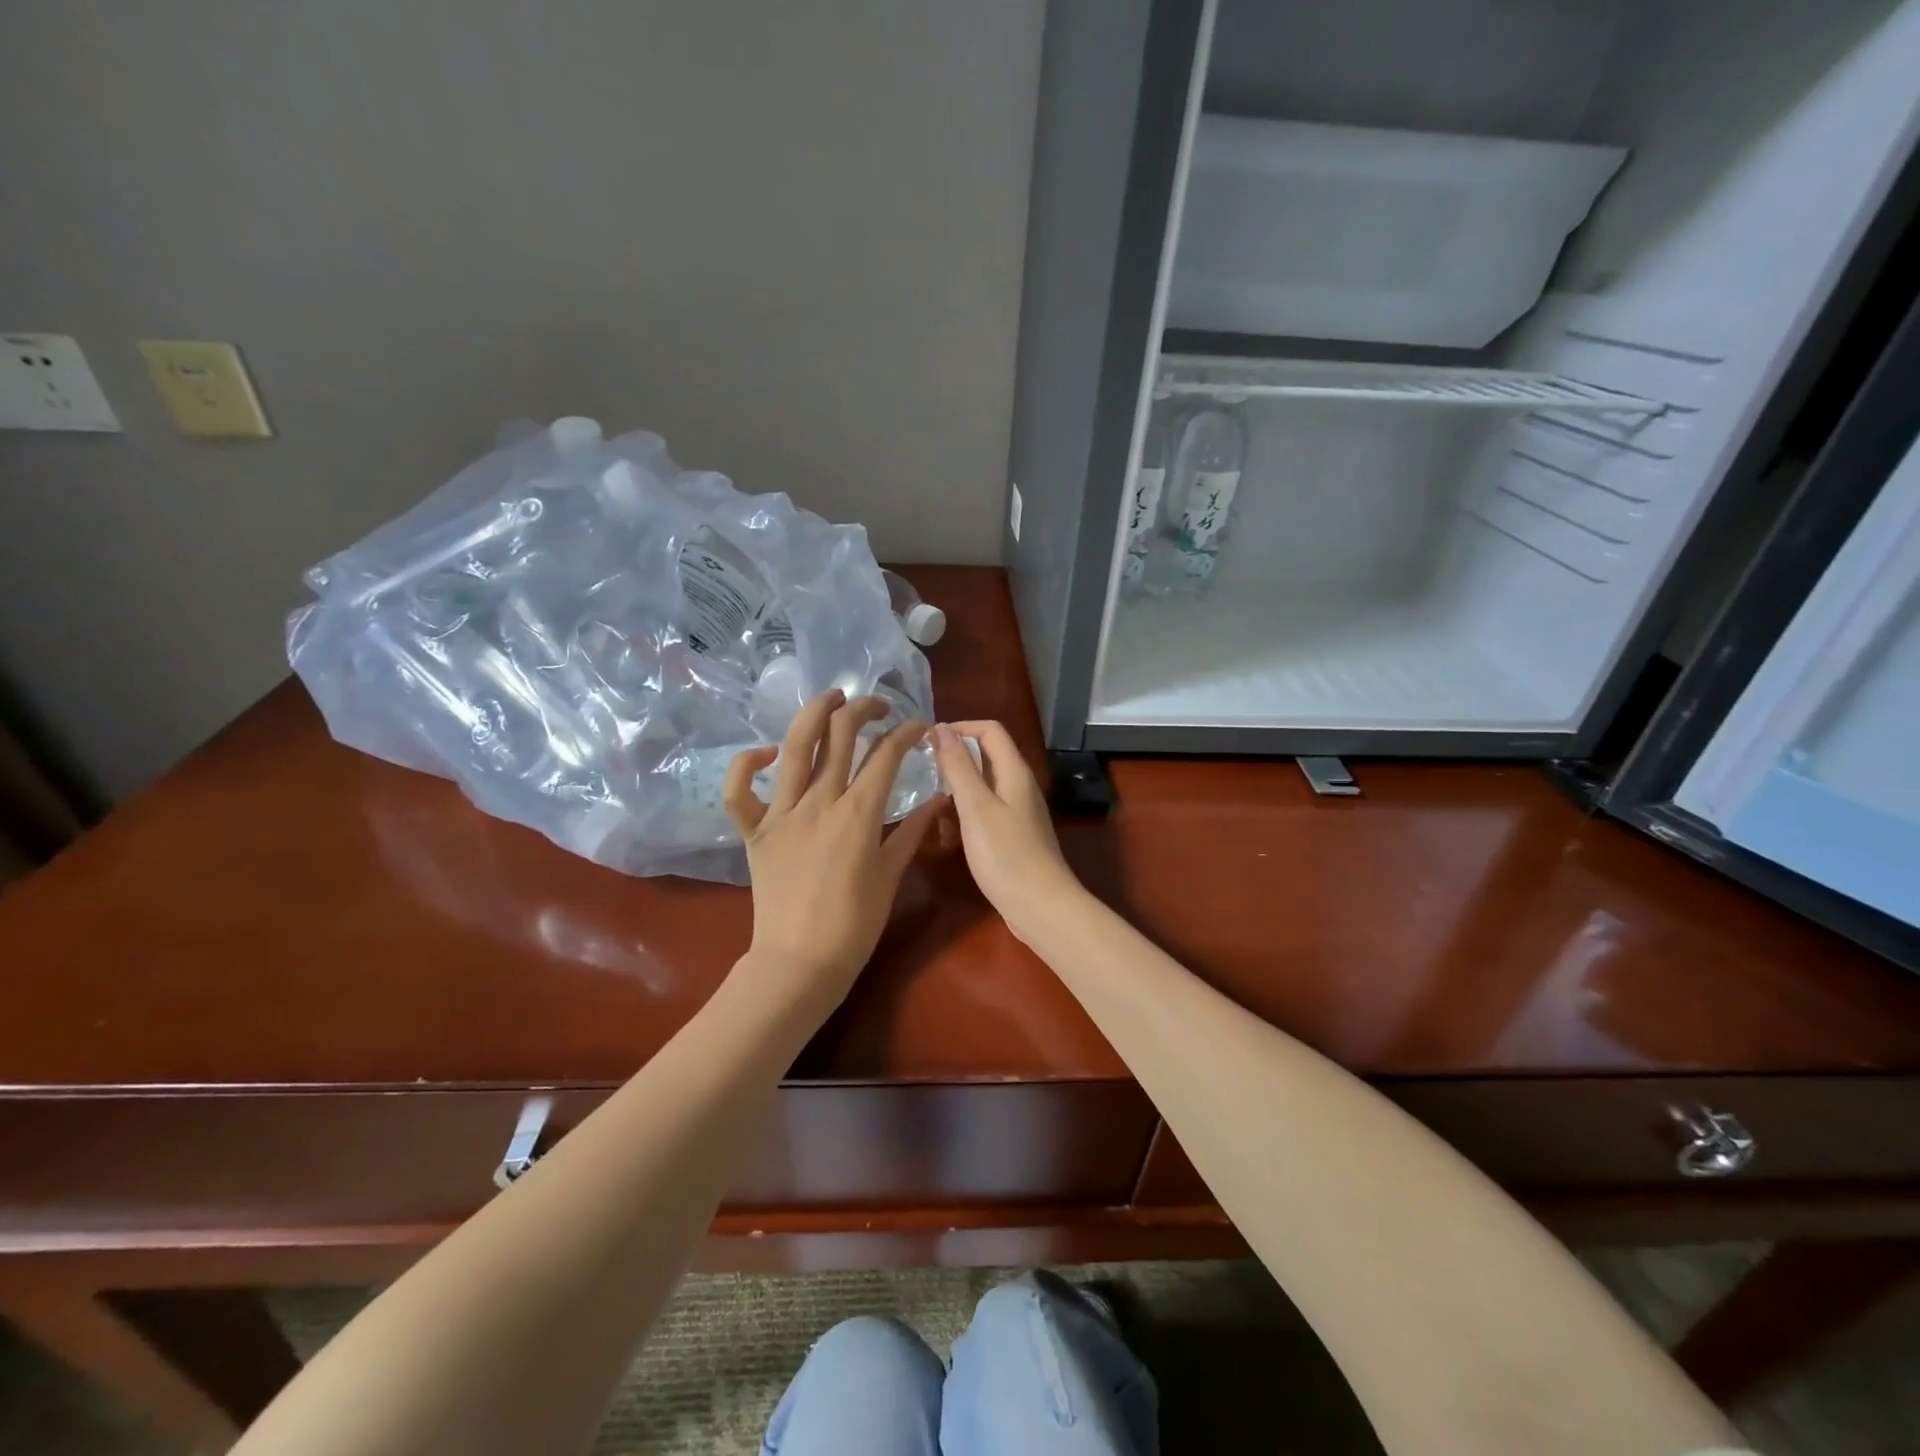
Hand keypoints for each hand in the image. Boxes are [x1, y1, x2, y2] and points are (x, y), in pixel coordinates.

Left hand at [724, 690, 939, 1011]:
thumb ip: (913, 831)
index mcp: (859, 813)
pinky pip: (739, 791)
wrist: (800, 962)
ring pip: (796, 747)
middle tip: (877, 706)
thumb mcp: (891, 874)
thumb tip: (939, 799)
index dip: (906, 732)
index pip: (887, 755)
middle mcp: (820, 802)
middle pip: (841, 736)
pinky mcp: (754, 831)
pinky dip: (747, 764)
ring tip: (831, 697)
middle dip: (863, 710)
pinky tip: (768, 754)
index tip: (918, 726)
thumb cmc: (854, 924)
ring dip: (814, 713)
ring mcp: (782, 813)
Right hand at [930, 721, 1079, 939]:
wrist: (1040, 906)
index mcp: (1014, 771)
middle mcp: (1019, 785)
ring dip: (957, 790)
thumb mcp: (976, 807)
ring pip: (983, 787)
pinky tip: (948, 835)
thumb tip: (941, 728)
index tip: (927, 742)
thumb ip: (958, 766)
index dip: (959, 728)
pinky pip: (985, 812)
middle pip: (986, 756)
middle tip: (922, 773)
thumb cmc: (1006, 854)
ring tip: (930, 806)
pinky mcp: (1014, 835)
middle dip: (954, 760)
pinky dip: (965, 815)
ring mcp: (1019, 812)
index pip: (989, 730)